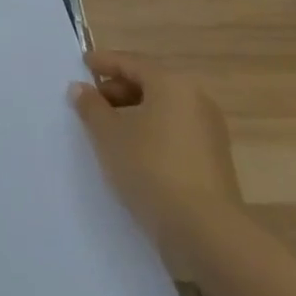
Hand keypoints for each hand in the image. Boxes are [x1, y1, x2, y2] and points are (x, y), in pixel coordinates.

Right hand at [71, 50, 241, 265]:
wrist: (206, 233)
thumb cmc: (151, 169)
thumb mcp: (108, 135)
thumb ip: (91, 107)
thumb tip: (80, 88)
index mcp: (172, 84)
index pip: (132, 62)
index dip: (104, 62)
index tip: (83, 64)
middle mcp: (196, 100)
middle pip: (150, 84)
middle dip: (118, 89)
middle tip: (92, 102)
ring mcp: (210, 132)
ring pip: (164, 110)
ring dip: (135, 113)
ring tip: (109, 130)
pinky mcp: (214, 161)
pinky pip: (175, 133)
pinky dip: (152, 133)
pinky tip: (134, 153)